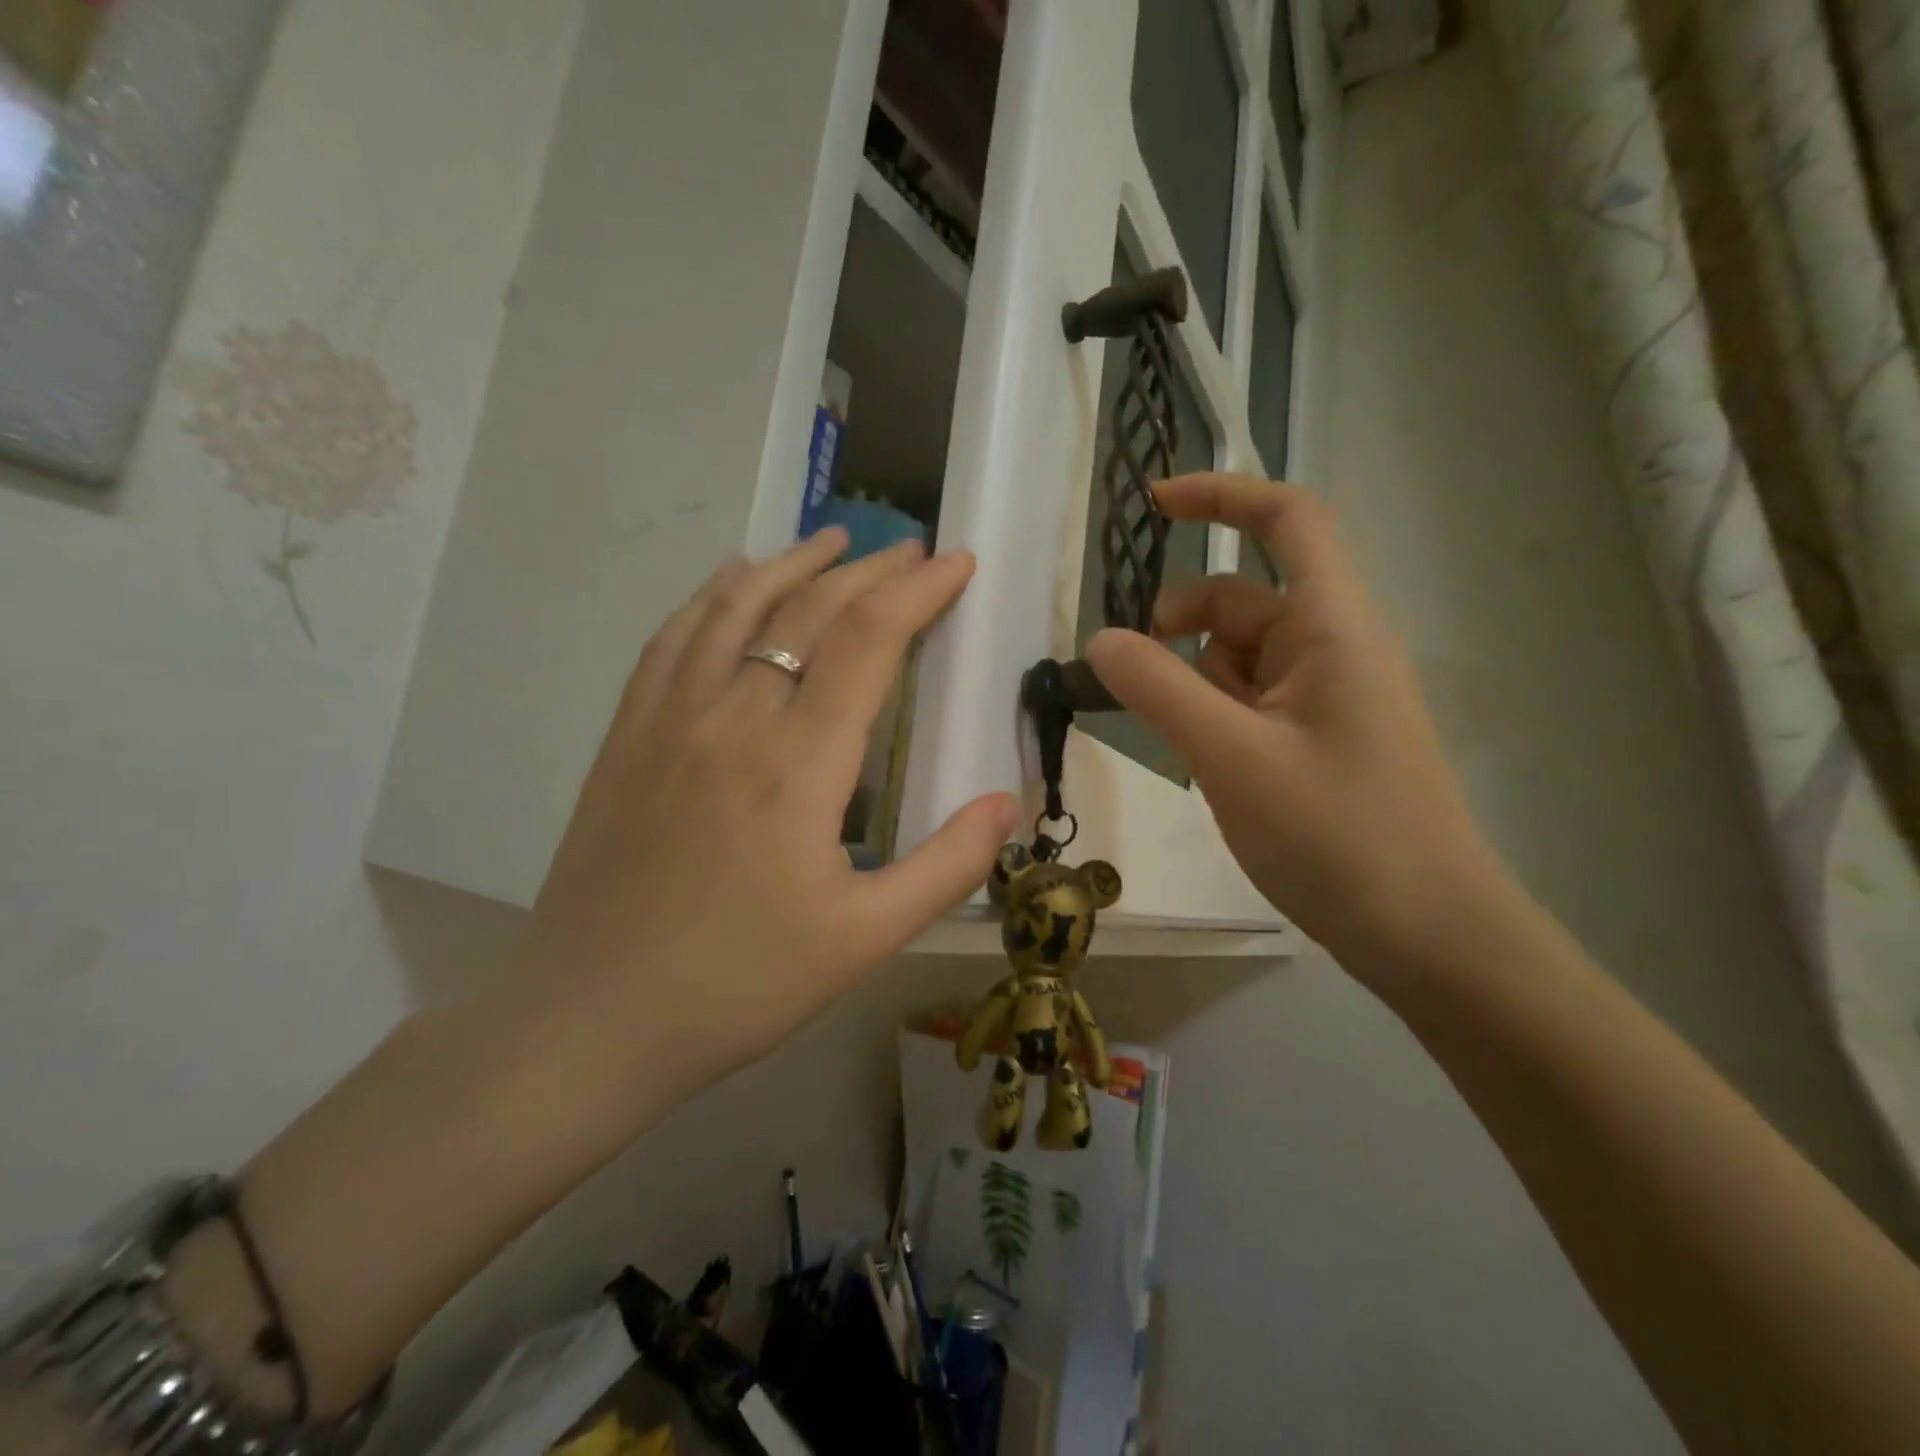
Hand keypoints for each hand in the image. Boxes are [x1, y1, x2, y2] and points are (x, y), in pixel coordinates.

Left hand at [506, 529, 1019, 1123]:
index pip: (869, 640)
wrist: (592, 1020)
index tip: (957, 563)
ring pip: (736, 608)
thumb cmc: (739, 984)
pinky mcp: (627, 735)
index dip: (918, 591)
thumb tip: (1008, 803)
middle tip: (913, 551)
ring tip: (833, 540)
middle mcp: (732, 718)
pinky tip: (733, 580)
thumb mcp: (865, 939)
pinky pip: (673, 637)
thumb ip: (947, 866)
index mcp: (798, 764)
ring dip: (792, 564)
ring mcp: (669, 719)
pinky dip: (713, 595)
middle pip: (807, 611)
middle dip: (869, 570)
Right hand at [1085, 474, 1502, 973]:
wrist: (1428, 935)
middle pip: (1241, 600)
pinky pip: (1250, 702)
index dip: (1221, 496)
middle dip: (1181, 630)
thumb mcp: (1232, 758)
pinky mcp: (1318, 739)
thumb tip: (1100, 640)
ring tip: (1188, 753)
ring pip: (1238, 658)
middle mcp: (1333, 648)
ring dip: (1194, 686)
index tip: (1153, 505)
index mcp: (1332, 626)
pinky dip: (1214, 719)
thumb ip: (1158, 690)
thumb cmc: (1338, 836)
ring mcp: (1327, 697)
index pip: (1286, 520)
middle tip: (1137, 686)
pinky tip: (1211, 771)